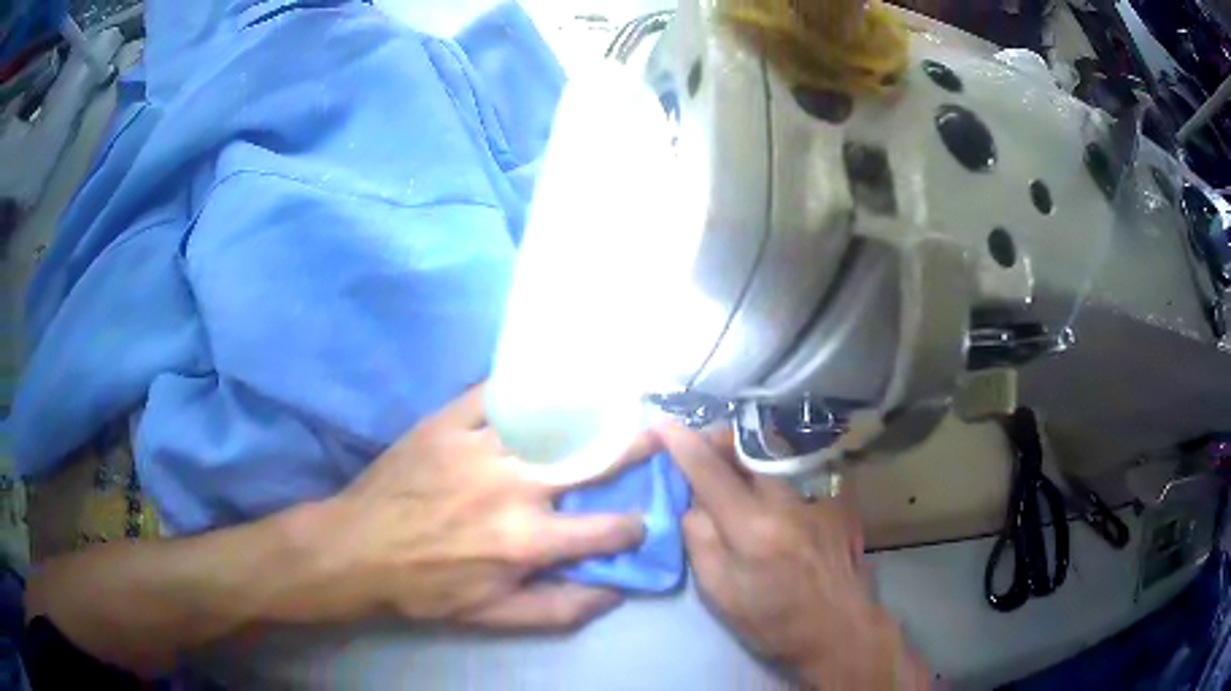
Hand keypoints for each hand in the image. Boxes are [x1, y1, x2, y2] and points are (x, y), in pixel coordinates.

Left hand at [272, 385, 649, 630]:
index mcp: (527, 541)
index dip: (633, 527)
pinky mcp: (446, 423)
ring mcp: (480, 448)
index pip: (605, 530)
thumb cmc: (426, 587)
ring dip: (589, 412)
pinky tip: (543, 381)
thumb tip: (615, 593)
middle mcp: (515, 488)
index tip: (641, 521)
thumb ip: (557, 609)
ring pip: (550, 421)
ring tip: (614, 400)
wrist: (357, 548)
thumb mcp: (491, 616)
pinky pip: (493, 395)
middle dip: (634, 447)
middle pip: (590, 461)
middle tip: (658, 430)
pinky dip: (523, 387)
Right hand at [656, 423, 928, 689]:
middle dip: (716, 440)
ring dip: (744, 453)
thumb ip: (699, 540)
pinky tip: (771, 491)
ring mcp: (818, 495)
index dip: (681, 443)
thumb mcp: (720, 592)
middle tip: (699, 451)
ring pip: (772, 452)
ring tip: (732, 469)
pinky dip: (773, 470)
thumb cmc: (773, 621)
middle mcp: (787, 500)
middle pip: (745, 447)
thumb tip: (689, 501)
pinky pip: (797, 469)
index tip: (661, 424)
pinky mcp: (838, 497)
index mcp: (752, 528)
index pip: (709, 471)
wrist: (839, 629)